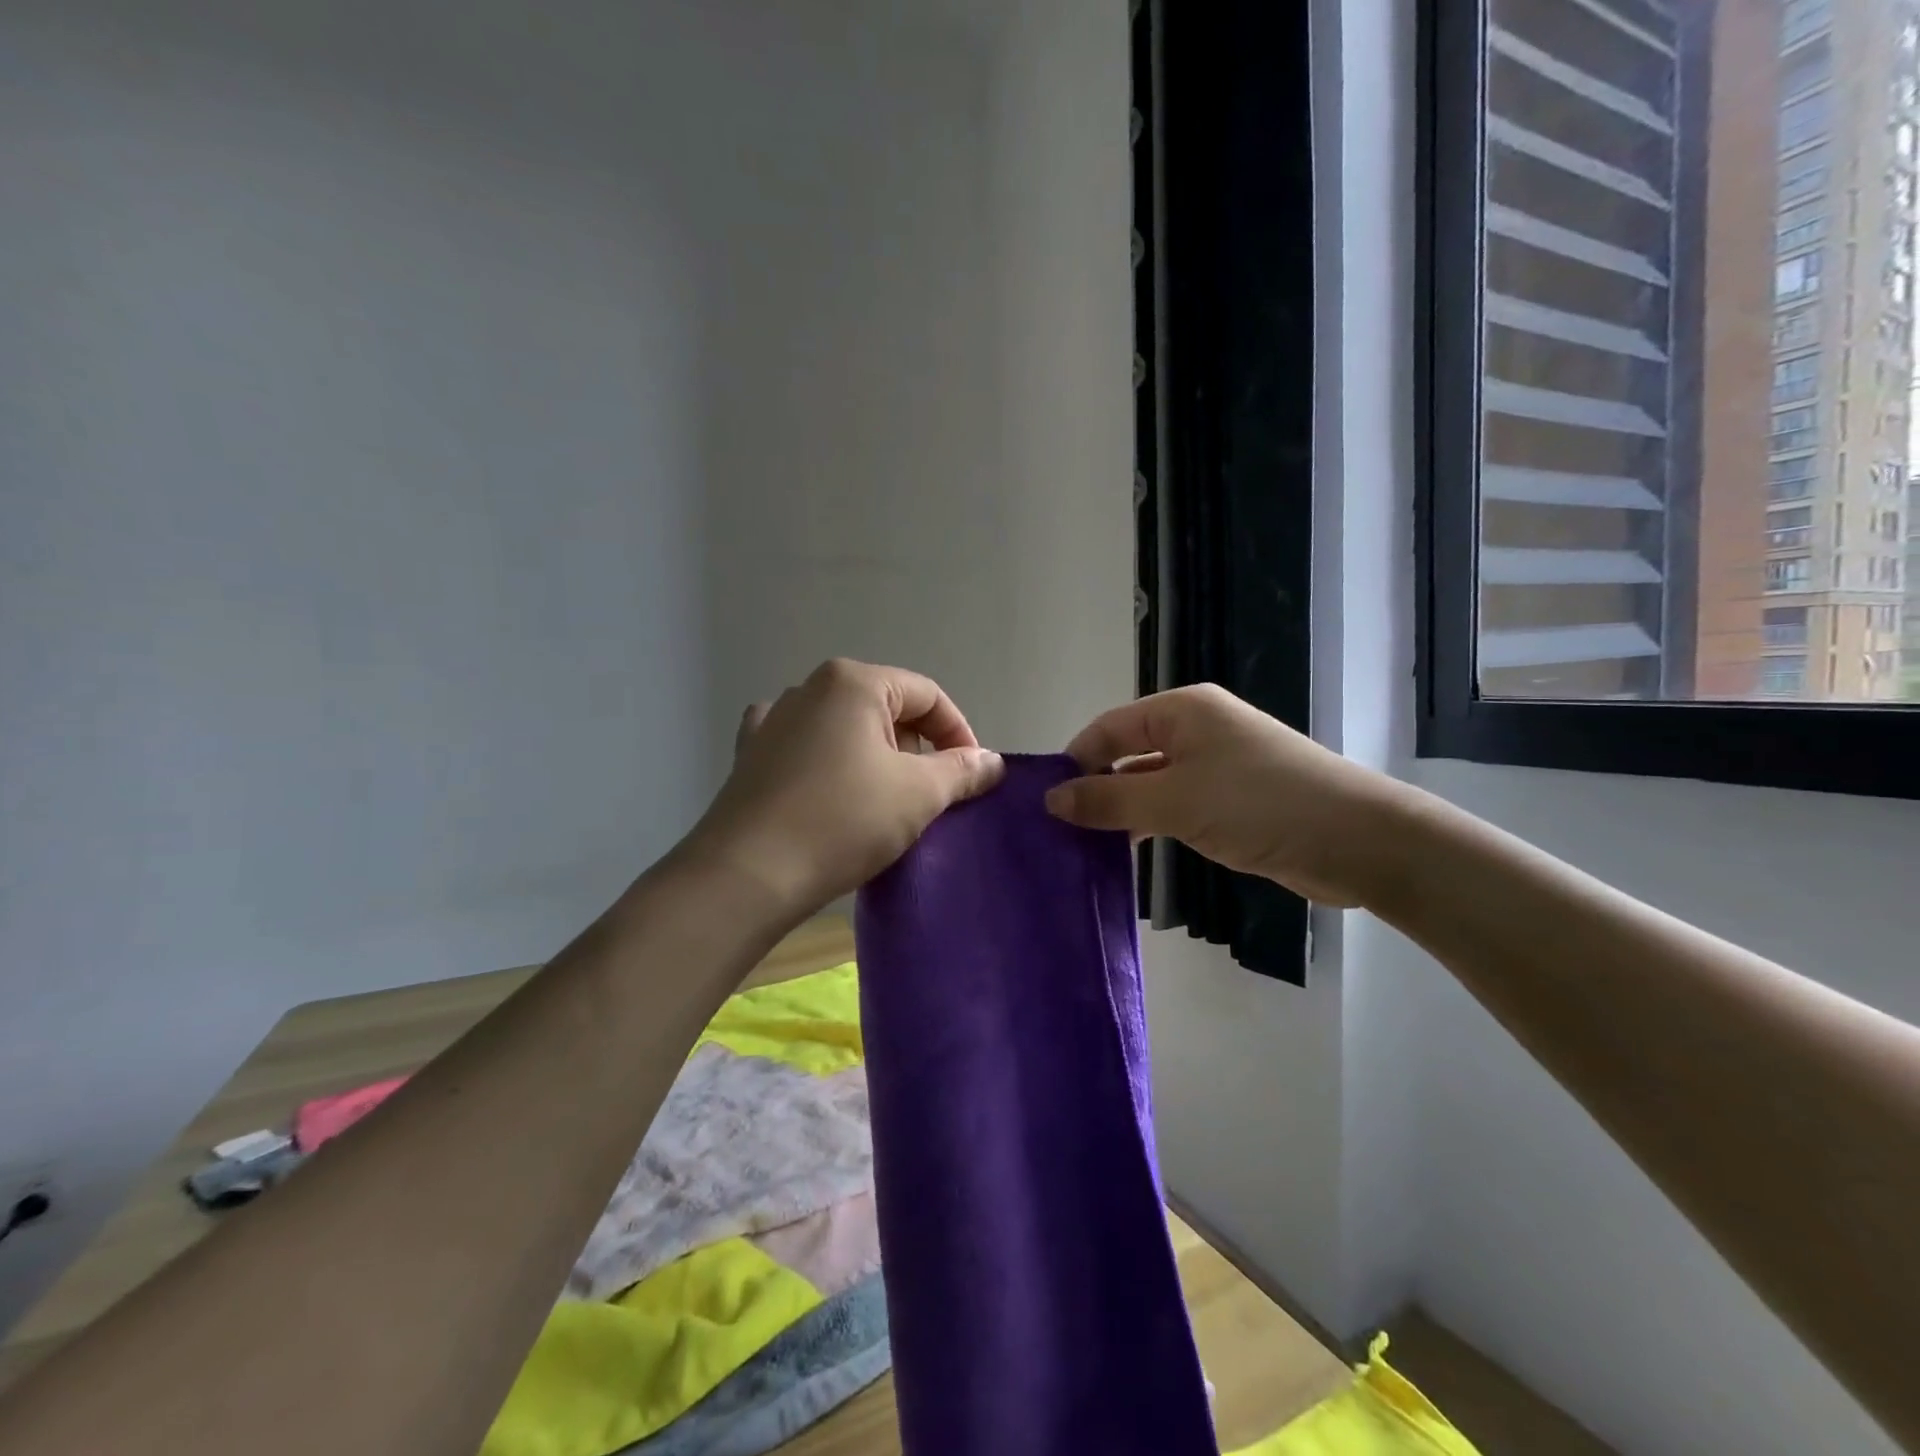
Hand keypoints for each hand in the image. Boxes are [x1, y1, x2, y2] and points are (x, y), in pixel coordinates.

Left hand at [685, 659, 1004, 918]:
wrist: (747, 874)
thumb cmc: (843, 821)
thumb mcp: (918, 794)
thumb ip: (962, 770)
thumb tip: (992, 761)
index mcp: (853, 682)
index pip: (927, 695)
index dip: (959, 733)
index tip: (972, 777)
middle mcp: (810, 687)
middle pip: (886, 708)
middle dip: (918, 747)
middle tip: (932, 795)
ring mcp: (773, 720)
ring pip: (846, 728)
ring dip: (876, 758)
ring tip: (886, 802)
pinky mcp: (751, 755)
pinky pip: (806, 748)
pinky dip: (830, 764)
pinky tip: (831, 788)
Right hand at [1044, 685, 1414, 906]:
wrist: (1357, 840)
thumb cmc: (1259, 805)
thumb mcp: (1174, 801)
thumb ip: (1109, 799)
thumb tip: (1051, 799)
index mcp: (1182, 711)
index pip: (1108, 728)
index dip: (1075, 761)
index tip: (1045, 804)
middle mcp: (1196, 730)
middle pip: (1126, 754)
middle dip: (1094, 788)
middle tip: (1058, 831)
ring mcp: (1215, 766)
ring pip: (1149, 783)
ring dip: (1120, 811)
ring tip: (1083, 846)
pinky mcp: (1230, 801)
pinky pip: (1174, 805)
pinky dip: (1149, 824)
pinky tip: (1126, 852)